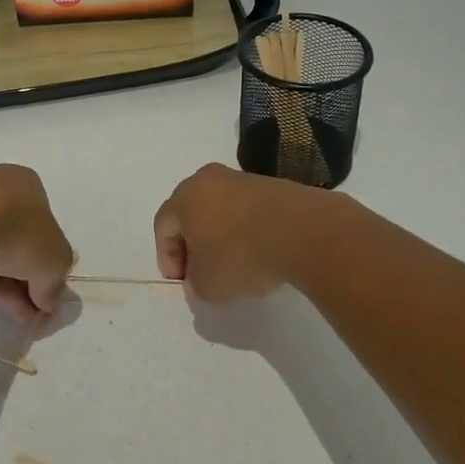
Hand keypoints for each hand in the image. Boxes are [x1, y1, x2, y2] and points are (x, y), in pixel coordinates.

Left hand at [0, 165, 73, 321]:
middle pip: (15, 240)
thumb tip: (50, 301)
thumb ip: (55, 283)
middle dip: (23, 280)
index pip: (43, 229)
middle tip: (25, 313)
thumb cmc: (18, 230)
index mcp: (28, 184)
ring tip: (3, 311)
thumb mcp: (54, 263)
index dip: (46, 266)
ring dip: (0, 281)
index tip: (44, 297)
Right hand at [153, 164, 322, 302]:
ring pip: (220, 210)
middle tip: (201, 272)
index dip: (167, 256)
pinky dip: (245, 230)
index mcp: (185, 197)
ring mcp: (241, 179)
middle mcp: (209, 180)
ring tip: (234, 265)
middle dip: (193, 244)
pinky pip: (247, 210)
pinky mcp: (271, 185)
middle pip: (190, 213)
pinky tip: (258, 252)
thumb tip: (198, 280)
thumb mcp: (208, 285)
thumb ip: (195, 284)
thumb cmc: (240, 254)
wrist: (301, 230)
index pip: (163, 226)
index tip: (182, 282)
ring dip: (220, 236)